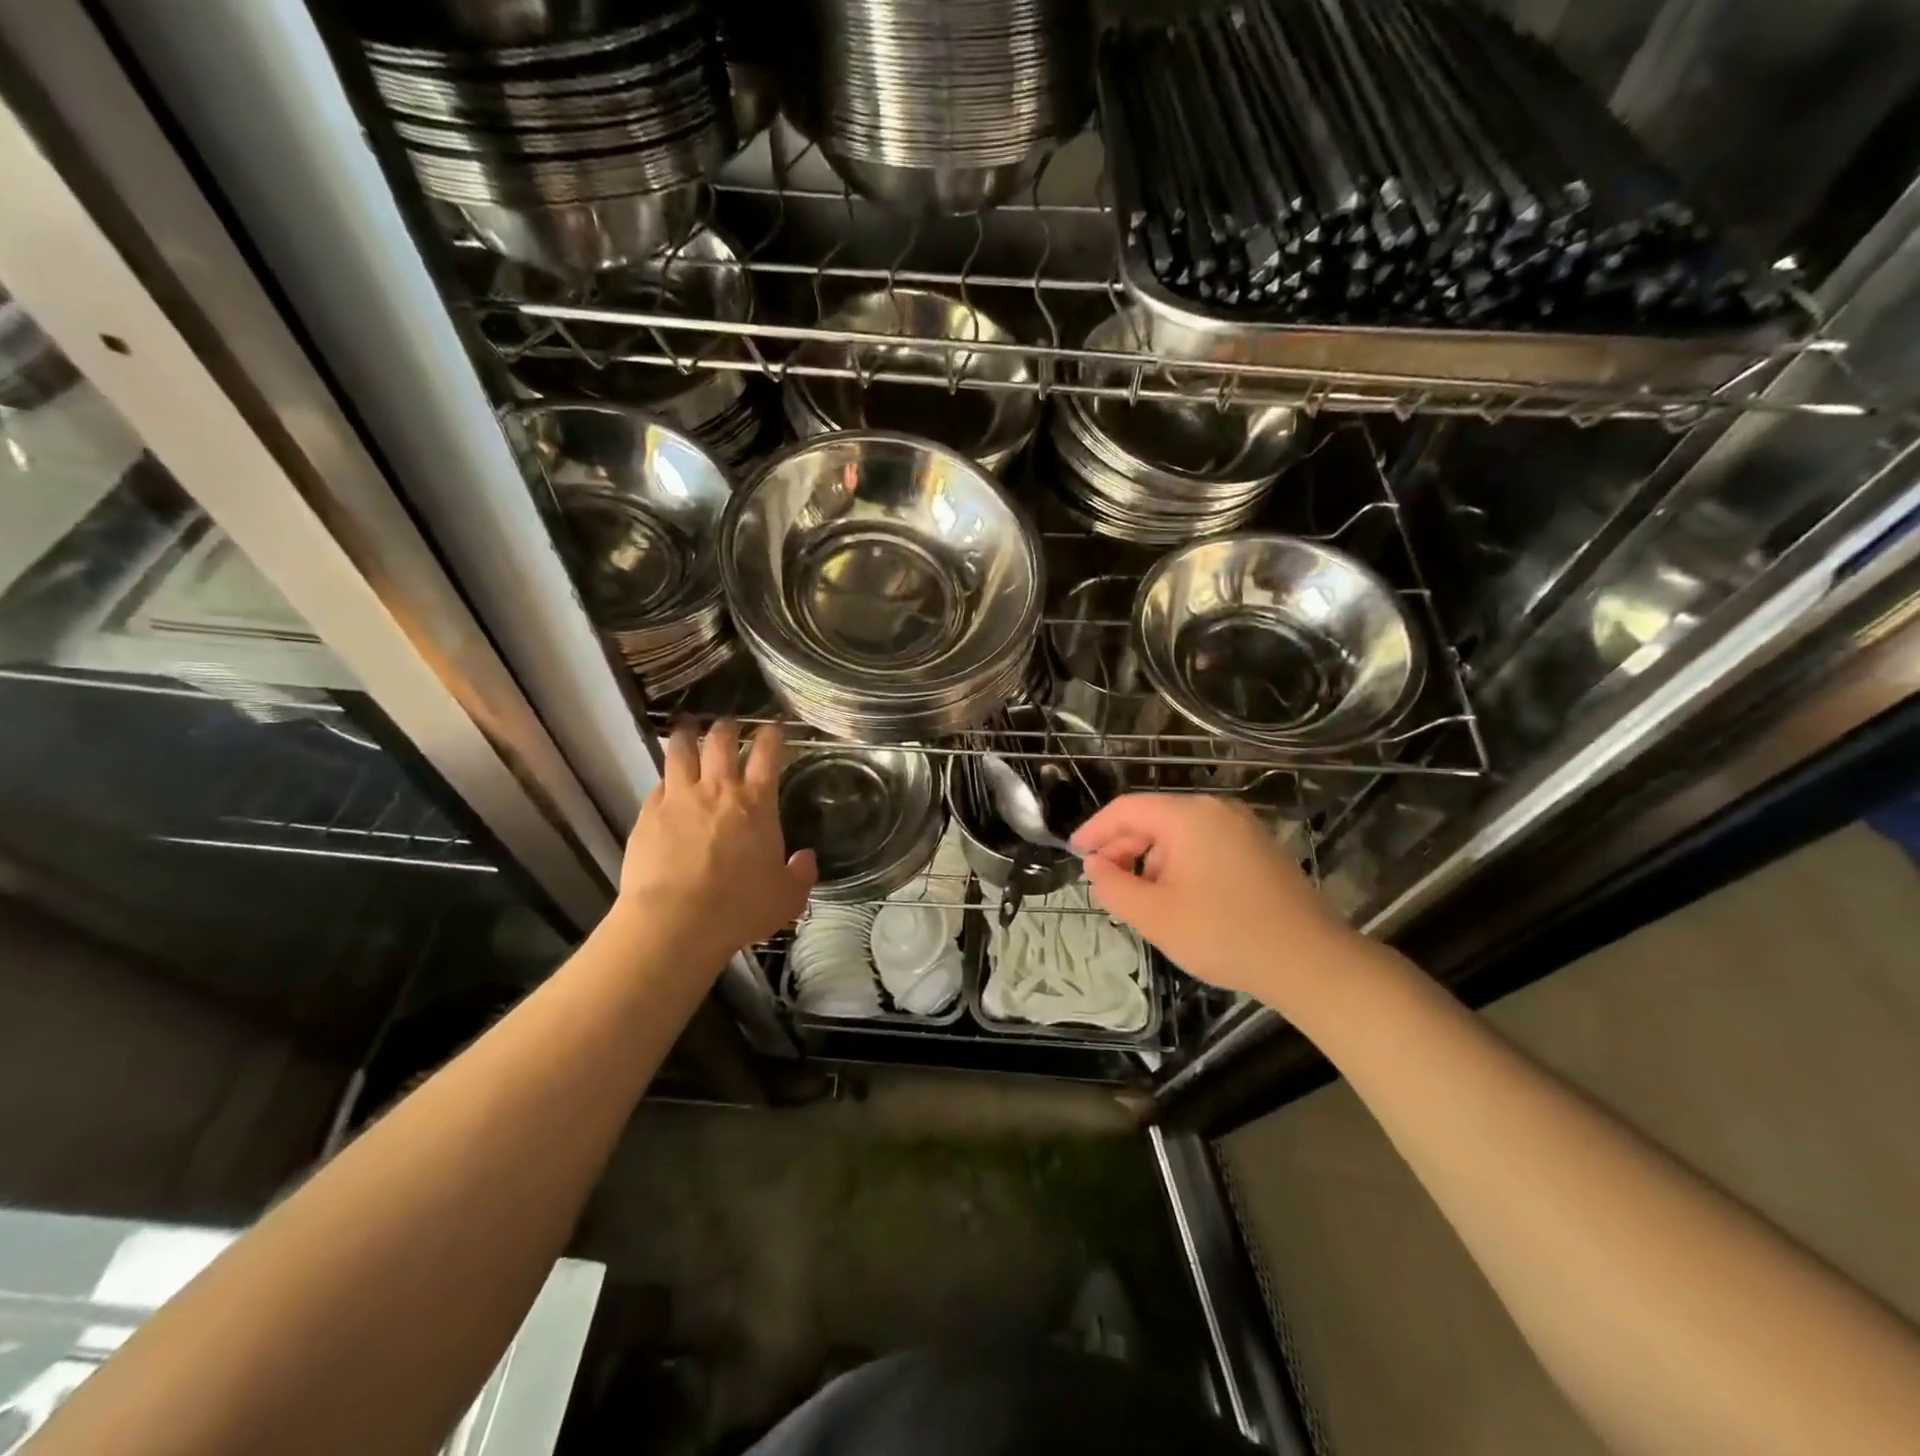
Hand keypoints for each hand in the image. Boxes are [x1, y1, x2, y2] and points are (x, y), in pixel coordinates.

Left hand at [619, 719, 816, 962]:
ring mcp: (679, 798)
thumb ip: (801, 874)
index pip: (767, 754)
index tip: (773, 727)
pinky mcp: (648, 814)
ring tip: (688, 729)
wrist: (675, 921)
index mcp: (757, 803)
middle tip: (730, 726)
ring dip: (687, 736)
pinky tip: (666, 784)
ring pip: (682, 751)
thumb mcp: (787, 898)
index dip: (772, 735)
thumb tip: (806, 858)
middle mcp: (718, 790)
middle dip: (728, 728)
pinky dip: (666, 780)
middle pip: (721, 740)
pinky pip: (658, 785)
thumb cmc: (739, 907)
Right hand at [1071, 793, 1375, 1005]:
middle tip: (1103, 881)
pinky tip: (1177, 896)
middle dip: (1123, 848)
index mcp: (1187, 816)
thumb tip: (1095, 865)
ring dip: (1151, 859)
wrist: (1310, 961)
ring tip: (1139, 896)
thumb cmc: (1223, 934)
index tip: (1075, 854)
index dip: (1095, 830)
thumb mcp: (1154, 915)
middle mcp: (1216, 810)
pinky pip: (1205, 844)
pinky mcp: (1259, 849)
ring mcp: (1242, 828)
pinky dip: (1180, 863)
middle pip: (1154, 818)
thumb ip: (1114, 886)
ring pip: (1180, 833)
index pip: (1127, 809)